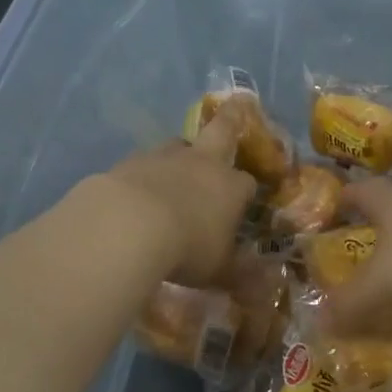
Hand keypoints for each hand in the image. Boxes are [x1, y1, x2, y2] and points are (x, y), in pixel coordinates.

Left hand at [96, 115, 256, 285]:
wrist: (128, 226)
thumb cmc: (186, 248)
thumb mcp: (218, 270)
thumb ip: (240, 275)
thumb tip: (264, 287)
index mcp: (230, 187)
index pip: (247, 184)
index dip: (246, 192)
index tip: (243, 204)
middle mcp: (201, 163)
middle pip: (221, 131)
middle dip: (232, 119)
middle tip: (237, 103)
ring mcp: (163, 158)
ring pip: (177, 145)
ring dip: (180, 153)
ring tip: (175, 169)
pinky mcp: (128, 163)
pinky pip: (142, 165)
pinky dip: (144, 174)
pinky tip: (136, 193)